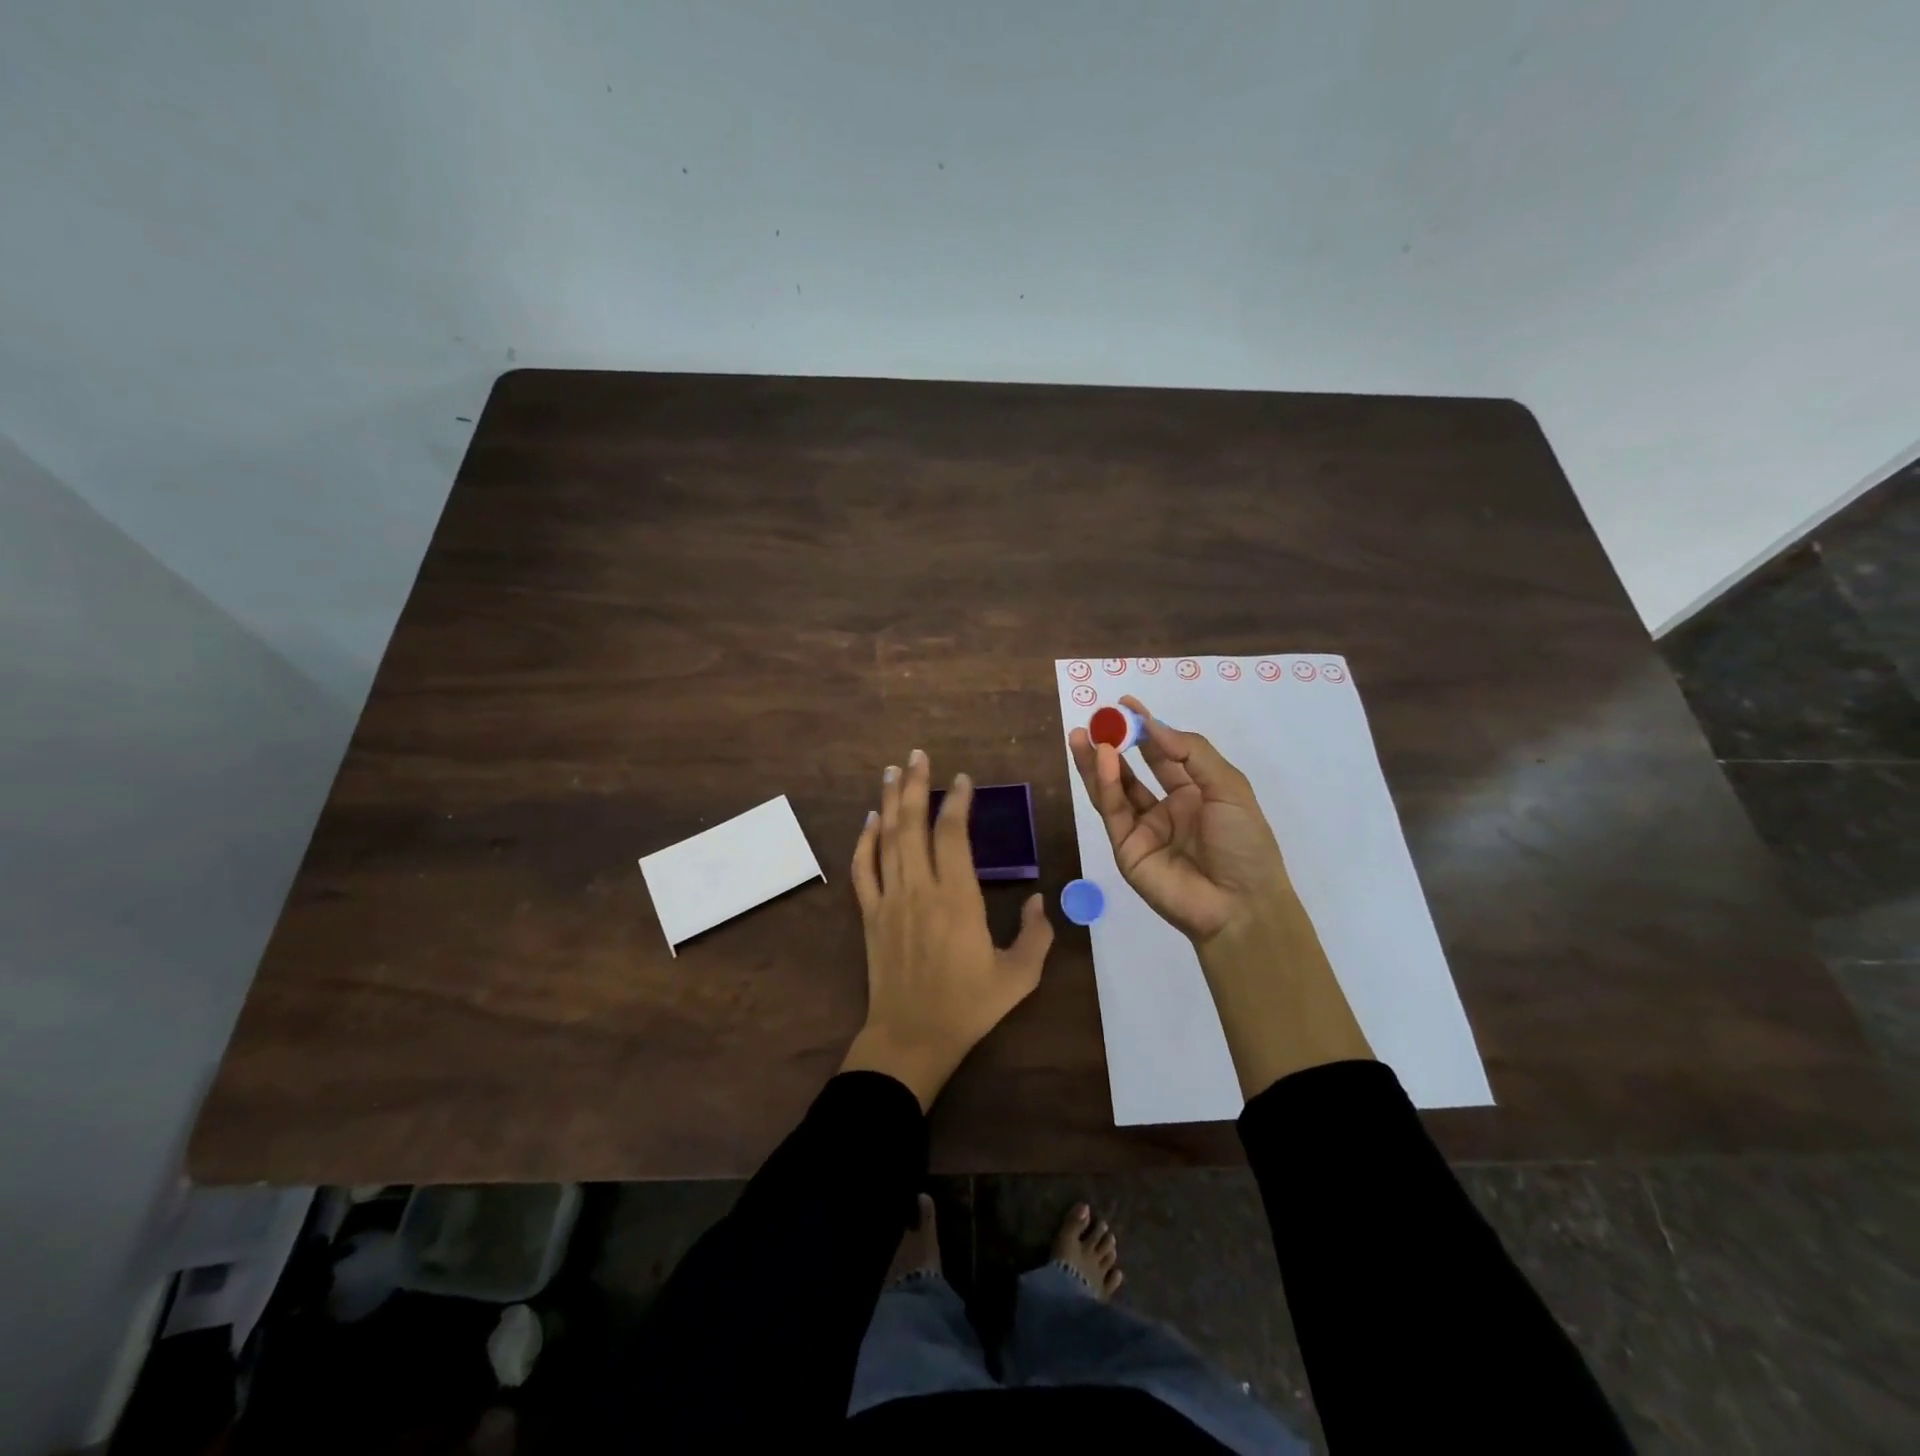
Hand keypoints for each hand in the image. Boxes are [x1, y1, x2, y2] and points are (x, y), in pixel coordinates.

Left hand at [841, 749, 1054, 1109]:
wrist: (911, 1038)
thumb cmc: (968, 1006)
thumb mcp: (1019, 976)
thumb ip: (1036, 934)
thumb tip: (1041, 899)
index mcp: (957, 899)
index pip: (952, 835)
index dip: (956, 802)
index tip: (961, 779)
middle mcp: (920, 889)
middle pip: (912, 825)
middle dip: (915, 786)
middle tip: (917, 755)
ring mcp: (889, 900)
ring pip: (886, 839)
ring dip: (889, 802)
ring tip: (893, 771)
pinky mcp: (870, 915)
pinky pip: (863, 869)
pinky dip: (864, 841)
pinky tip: (870, 820)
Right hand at [1067, 696, 1290, 943]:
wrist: (1240, 905)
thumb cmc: (1244, 843)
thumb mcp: (1228, 787)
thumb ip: (1190, 752)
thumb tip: (1153, 725)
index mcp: (1194, 792)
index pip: (1163, 754)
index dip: (1145, 729)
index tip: (1125, 703)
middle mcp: (1166, 808)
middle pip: (1132, 770)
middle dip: (1113, 743)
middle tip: (1096, 718)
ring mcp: (1143, 829)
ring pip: (1114, 789)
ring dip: (1098, 762)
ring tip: (1083, 735)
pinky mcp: (1126, 848)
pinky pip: (1113, 810)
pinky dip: (1106, 784)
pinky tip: (1103, 759)